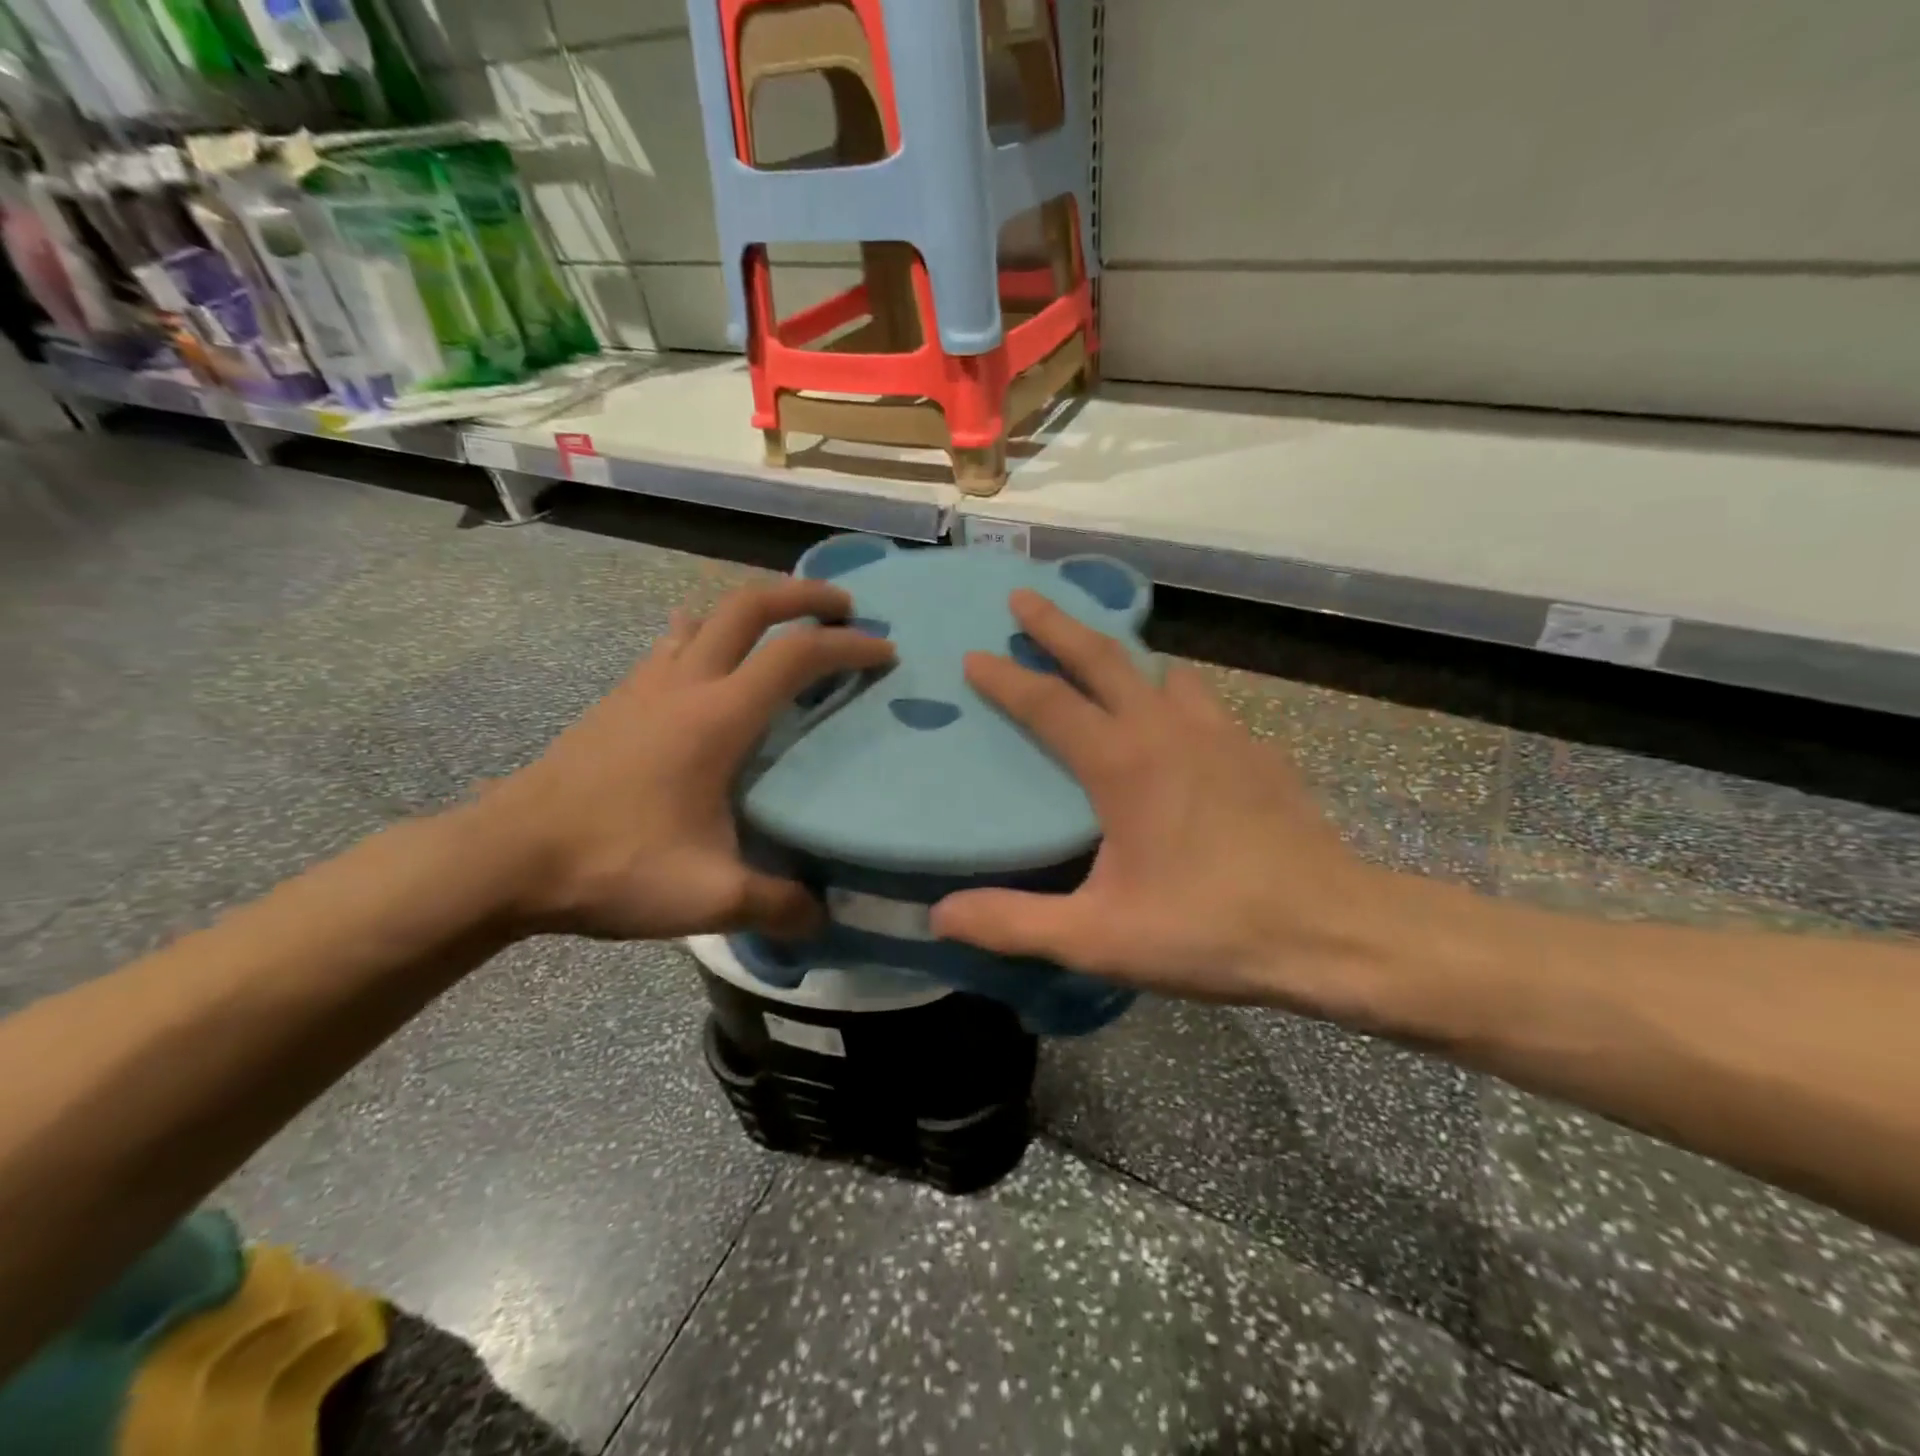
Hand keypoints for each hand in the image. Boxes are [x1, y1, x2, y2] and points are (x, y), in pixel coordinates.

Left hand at [481, 579, 893, 941]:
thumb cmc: (612, 864)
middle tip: (843, 607)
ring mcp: (645, 684)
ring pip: (707, 616)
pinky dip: (707, 635)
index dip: (848, 646)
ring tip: (783, 629)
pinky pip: (673, 644)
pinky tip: (708, 666)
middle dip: (803, 595)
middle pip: (750, 605)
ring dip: (753, 608)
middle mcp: (685, 683)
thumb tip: (823, 919)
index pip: (797, 657)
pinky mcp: (619, 700)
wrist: (504, 857)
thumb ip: (777, 905)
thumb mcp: (708, 896)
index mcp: (718, 717)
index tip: (886, 650)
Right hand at [930, 590, 1411, 1019]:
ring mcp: (1221, 735)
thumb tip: (941, 915)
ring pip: (1162, 672)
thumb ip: (1015, 923)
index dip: (1006, 678)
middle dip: (1058, 624)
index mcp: (1124, 764)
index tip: (973, 655)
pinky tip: (1177, 725)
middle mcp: (1169, 731)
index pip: (1049, 703)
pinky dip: (1174, 696)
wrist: (1333, 931)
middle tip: (1025, 597)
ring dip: (1123, 657)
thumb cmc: (1210, 929)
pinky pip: (1203, 703)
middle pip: (1104, 657)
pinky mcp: (1257, 752)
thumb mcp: (1100, 937)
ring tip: (1101, 659)